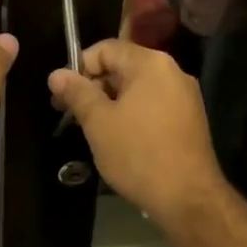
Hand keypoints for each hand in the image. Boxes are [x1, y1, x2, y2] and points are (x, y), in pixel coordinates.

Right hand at [49, 39, 222, 225]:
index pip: (106, 49)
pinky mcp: (190, 119)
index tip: (62, 95)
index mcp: (150, 63)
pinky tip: (120, 139)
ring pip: (137, 88)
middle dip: (94, 86)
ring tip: (93, 129)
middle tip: (71, 114)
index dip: (79, 67)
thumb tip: (56, 74)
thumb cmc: (138, 154)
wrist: (188, 198)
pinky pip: (153, 105)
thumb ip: (76, 93)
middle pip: (123, 66)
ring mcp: (185, 96)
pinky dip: (132, 114)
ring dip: (111, 102)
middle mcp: (172, 71)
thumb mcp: (99, 122)